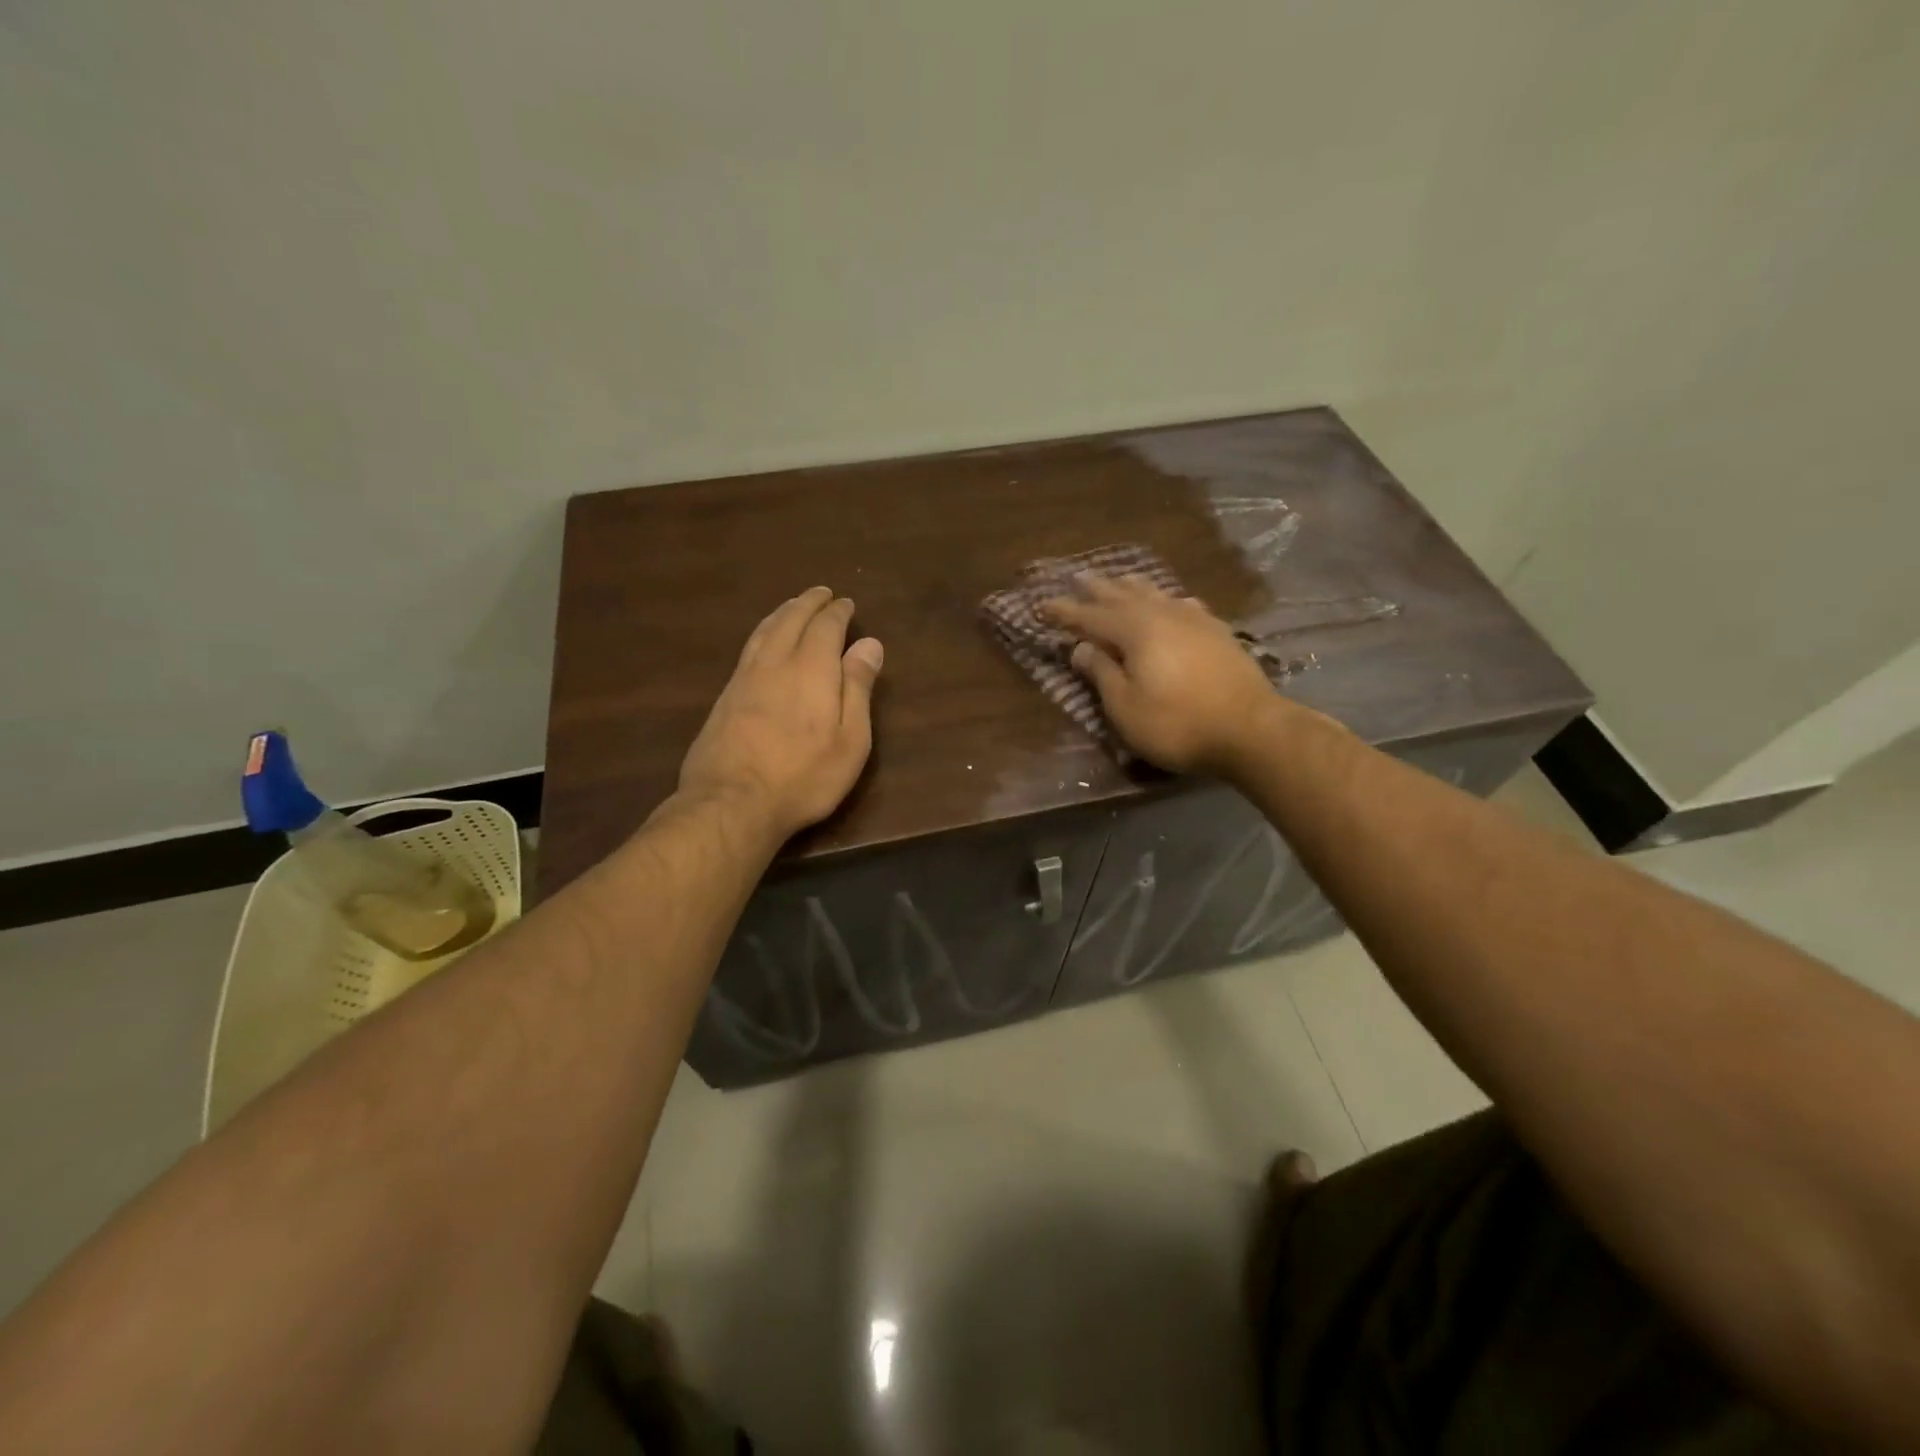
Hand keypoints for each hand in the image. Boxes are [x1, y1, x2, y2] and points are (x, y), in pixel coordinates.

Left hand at [678, 586, 883, 839]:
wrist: (732, 802)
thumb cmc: (804, 776)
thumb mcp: (850, 739)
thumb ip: (858, 688)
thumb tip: (869, 644)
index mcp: (811, 668)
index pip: (825, 627)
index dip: (837, 612)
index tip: (846, 603)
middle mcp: (775, 663)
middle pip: (791, 620)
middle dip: (808, 603)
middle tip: (821, 593)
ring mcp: (744, 678)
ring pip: (765, 631)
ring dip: (783, 613)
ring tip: (793, 607)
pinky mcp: (725, 697)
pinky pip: (748, 649)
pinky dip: (763, 632)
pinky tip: (764, 641)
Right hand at [1044, 574, 1286, 774]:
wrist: (1250, 729)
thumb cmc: (1177, 724)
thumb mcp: (1125, 707)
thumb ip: (1101, 672)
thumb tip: (1081, 646)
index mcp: (1135, 631)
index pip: (1090, 617)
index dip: (1064, 612)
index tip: (1041, 605)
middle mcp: (1163, 615)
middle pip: (1122, 596)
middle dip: (1096, 589)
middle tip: (1077, 577)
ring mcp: (1194, 620)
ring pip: (1154, 594)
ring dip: (1130, 586)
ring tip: (1117, 580)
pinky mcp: (1217, 632)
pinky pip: (1182, 604)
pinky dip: (1166, 599)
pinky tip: (1171, 602)